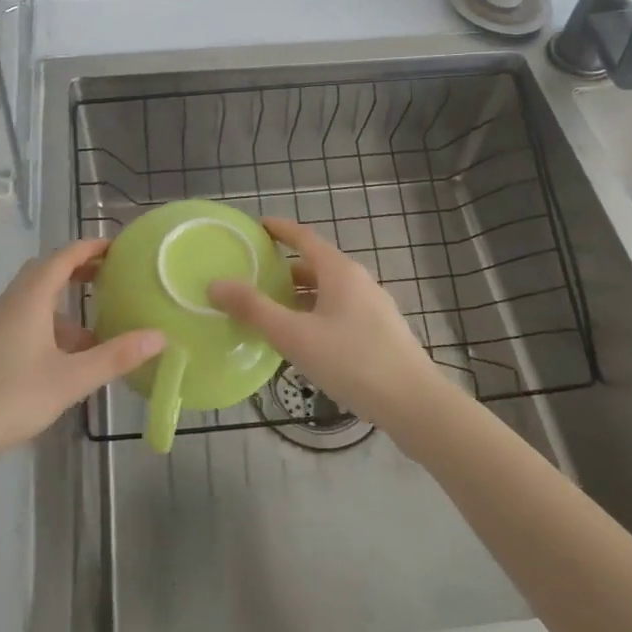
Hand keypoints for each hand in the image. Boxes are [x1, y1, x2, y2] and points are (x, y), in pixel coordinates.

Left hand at [0, 239, 165, 466]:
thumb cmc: (11, 398)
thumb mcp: (71, 380)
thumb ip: (115, 356)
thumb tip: (159, 335)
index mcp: (30, 298)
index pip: (63, 256)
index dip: (90, 247)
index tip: (118, 247)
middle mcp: (10, 301)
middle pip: (46, 271)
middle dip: (78, 269)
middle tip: (110, 277)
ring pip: (33, 297)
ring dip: (63, 302)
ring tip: (95, 326)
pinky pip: (23, 318)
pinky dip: (48, 323)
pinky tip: (64, 357)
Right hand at [209, 218, 448, 432]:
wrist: (414, 404)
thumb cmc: (352, 361)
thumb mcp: (295, 336)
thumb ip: (254, 309)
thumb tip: (216, 284)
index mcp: (340, 271)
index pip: (304, 237)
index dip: (279, 229)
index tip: (256, 226)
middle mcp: (358, 281)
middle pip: (315, 265)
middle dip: (284, 268)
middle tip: (253, 276)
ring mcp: (373, 307)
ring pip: (328, 291)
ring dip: (299, 295)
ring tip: (271, 310)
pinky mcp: (380, 332)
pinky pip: (339, 311)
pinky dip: (315, 313)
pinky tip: (304, 340)